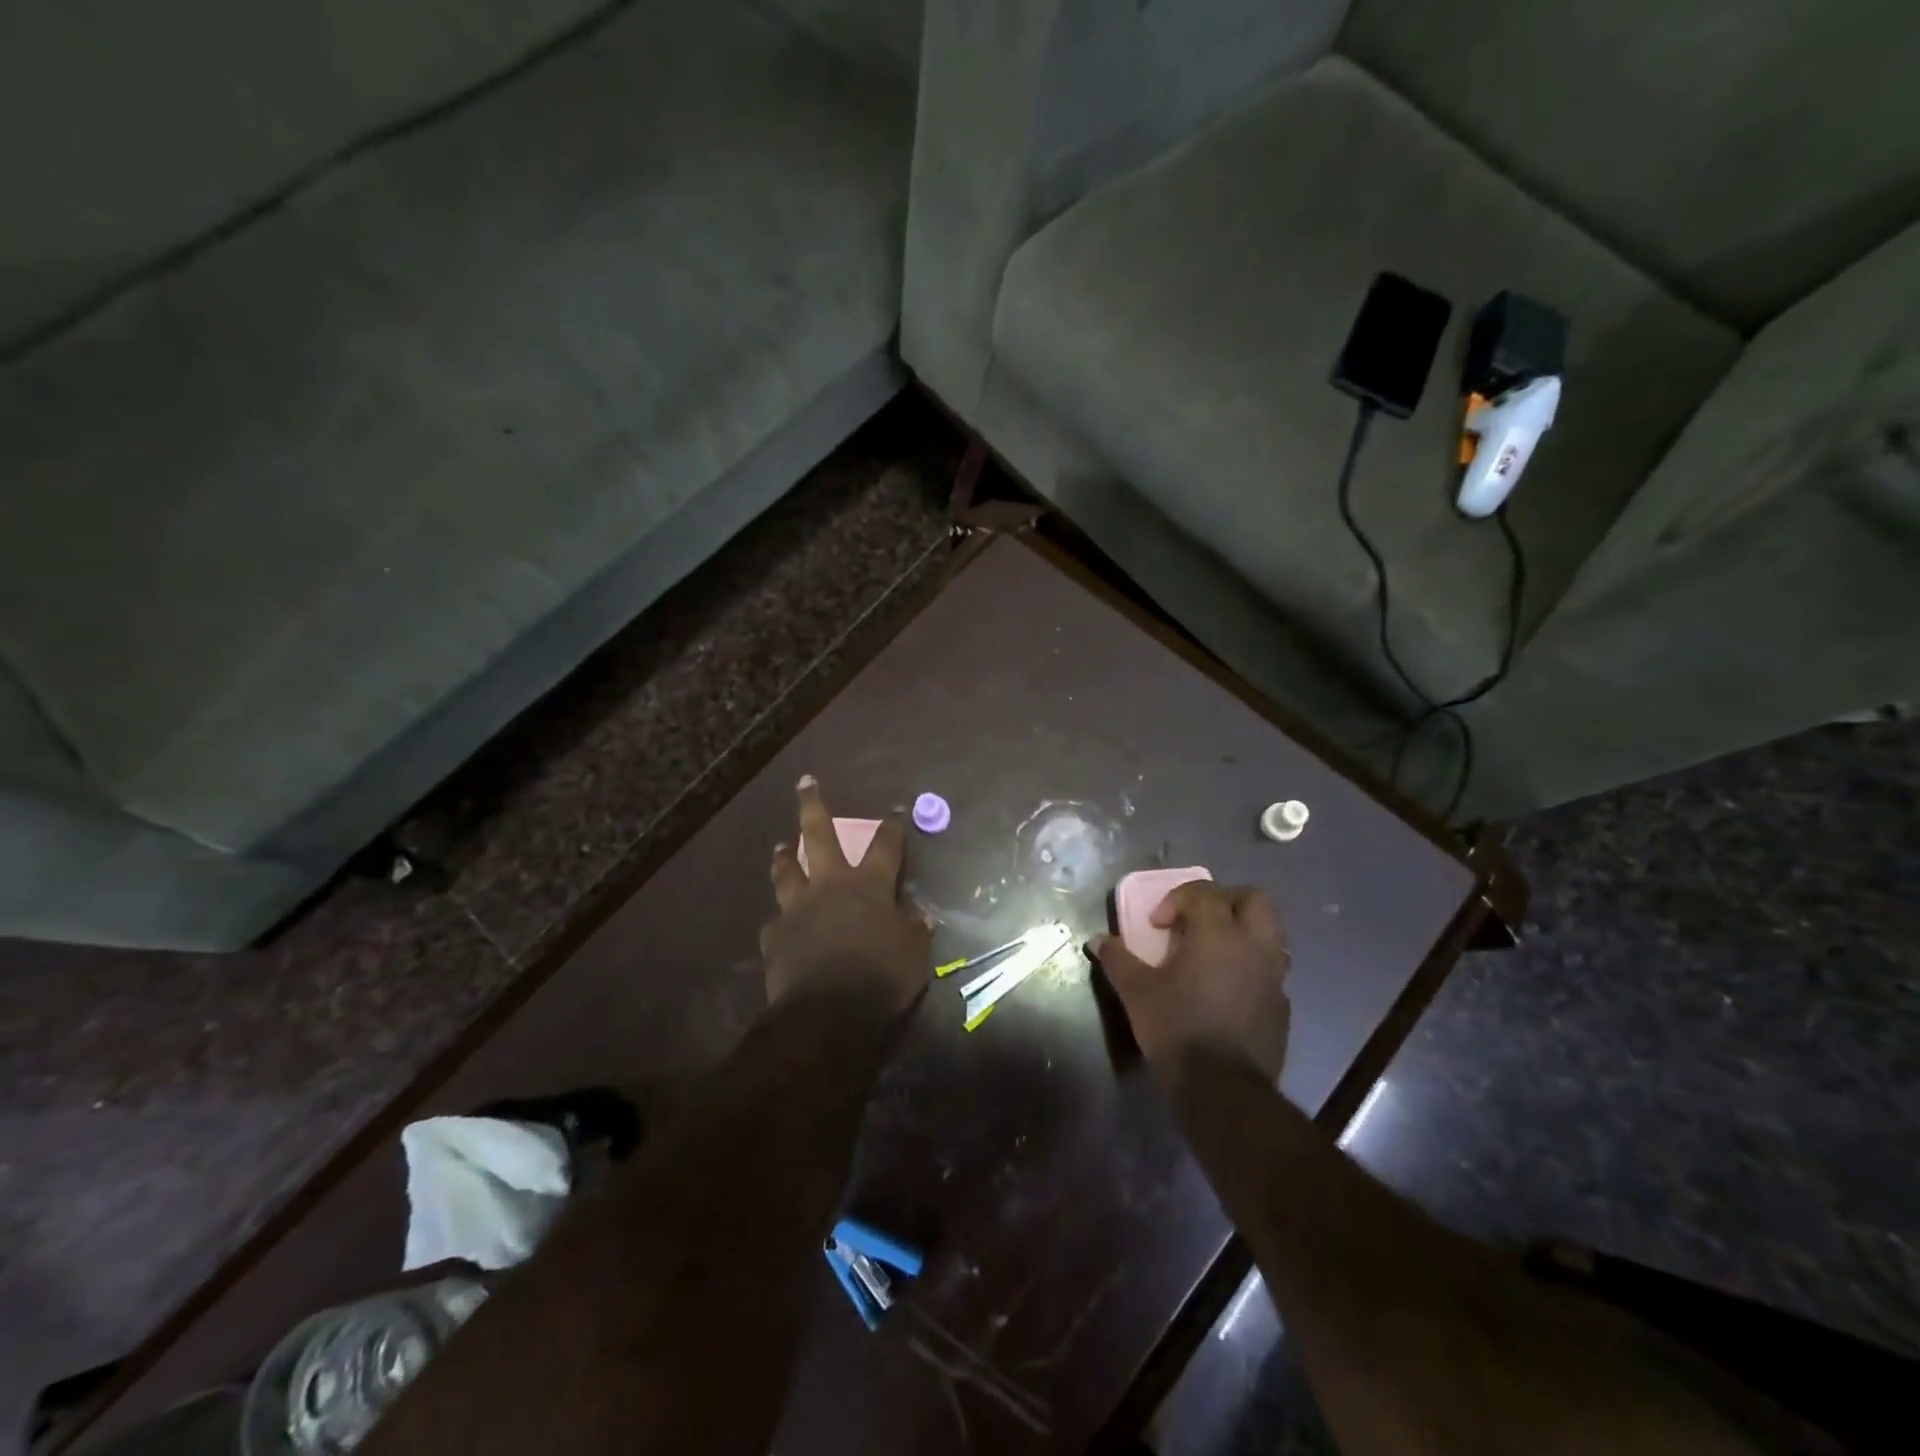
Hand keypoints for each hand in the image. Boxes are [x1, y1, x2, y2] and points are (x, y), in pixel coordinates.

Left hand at [760, 776, 929, 1014]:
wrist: (826, 1014)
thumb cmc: (879, 979)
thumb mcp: (913, 955)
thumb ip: (914, 928)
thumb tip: (914, 911)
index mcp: (869, 887)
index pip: (886, 846)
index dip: (893, 825)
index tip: (895, 807)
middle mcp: (830, 886)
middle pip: (819, 835)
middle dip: (812, 805)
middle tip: (805, 782)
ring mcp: (797, 908)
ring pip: (787, 871)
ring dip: (784, 855)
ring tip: (780, 845)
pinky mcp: (775, 935)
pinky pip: (776, 921)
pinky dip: (781, 919)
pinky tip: (779, 923)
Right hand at [1091, 882, 1290, 1085]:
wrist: (1223, 1090)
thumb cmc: (1177, 1029)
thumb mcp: (1137, 992)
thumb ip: (1117, 960)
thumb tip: (1097, 940)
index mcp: (1219, 934)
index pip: (1205, 892)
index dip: (1177, 899)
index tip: (1157, 925)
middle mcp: (1254, 946)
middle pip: (1254, 899)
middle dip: (1225, 901)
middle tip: (1197, 920)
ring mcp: (1274, 977)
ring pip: (1269, 934)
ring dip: (1242, 933)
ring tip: (1213, 953)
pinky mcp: (1282, 1006)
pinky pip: (1270, 970)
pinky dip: (1250, 967)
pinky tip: (1227, 989)